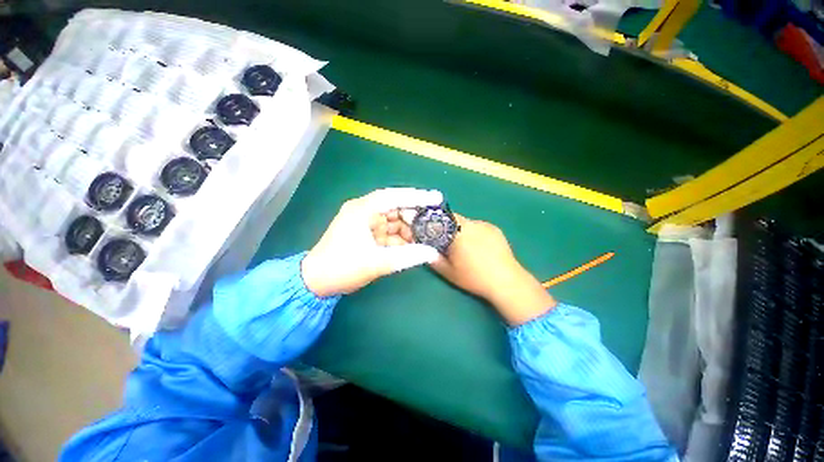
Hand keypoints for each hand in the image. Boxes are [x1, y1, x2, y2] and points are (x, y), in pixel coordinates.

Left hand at [301, 188, 442, 296]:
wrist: (316, 282)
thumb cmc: (342, 268)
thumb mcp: (377, 262)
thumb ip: (407, 256)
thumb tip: (432, 253)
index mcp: (362, 210)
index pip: (394, 196)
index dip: (417, 196)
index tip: (437, 198)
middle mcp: (364, 211)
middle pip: (396, 207)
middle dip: (415, 216)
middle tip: (435, 222)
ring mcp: (365, 222)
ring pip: (394, 221)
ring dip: (409, 229)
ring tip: (428, 236)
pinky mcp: (367, 234)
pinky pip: (389, 232)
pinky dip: (401, 238)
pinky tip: (414, 245)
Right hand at [430, 215, 555, 325]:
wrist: (506, 281)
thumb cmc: (474, 277)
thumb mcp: (449, 272)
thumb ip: (434, 259)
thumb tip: (424, 250)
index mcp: (459, 232)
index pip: (442, 217)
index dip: (436, 222)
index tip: (433, 232)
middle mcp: (472, 223)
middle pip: (455, 218)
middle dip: (448, 227)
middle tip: (448, 242)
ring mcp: (485, 225)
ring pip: (467, 222)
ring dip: (462, 230)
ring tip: (465, 246)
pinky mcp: (495, 229)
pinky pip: (479, 226)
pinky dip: (474, 232)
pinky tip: (479, 246)